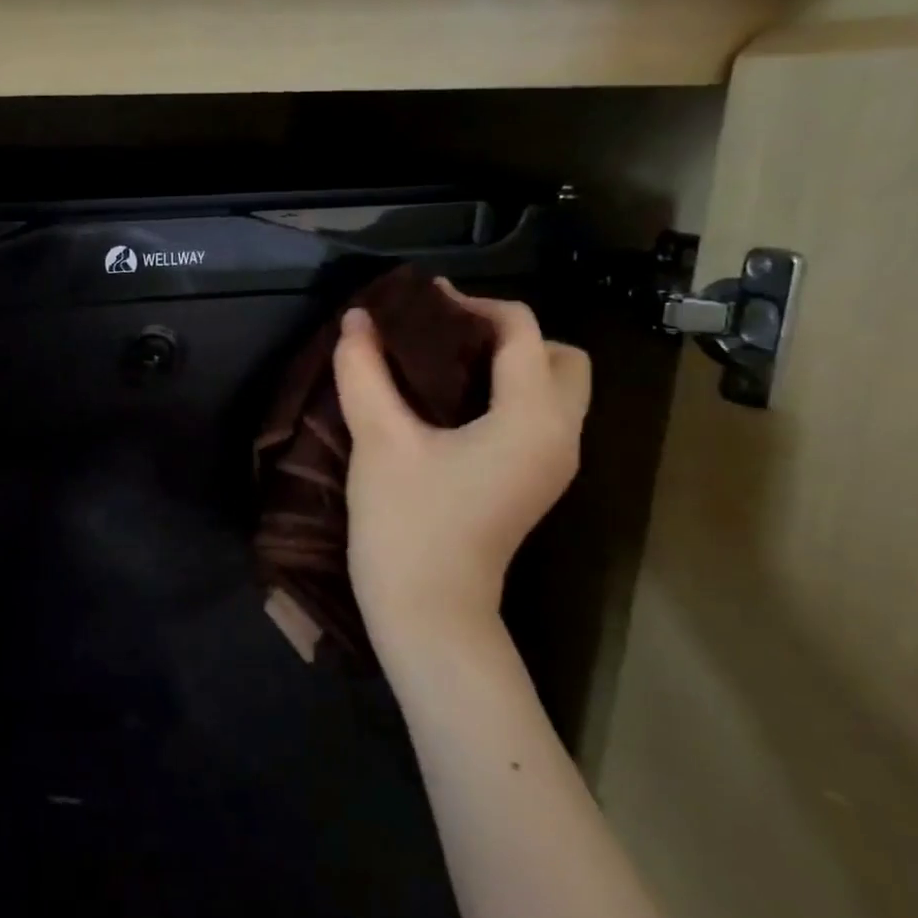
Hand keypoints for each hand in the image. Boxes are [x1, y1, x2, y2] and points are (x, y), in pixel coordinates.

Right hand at [333, 287, 589, 672]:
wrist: (429, 612)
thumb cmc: (407, 523)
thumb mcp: (379, 439)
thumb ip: (364, 370)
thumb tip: (356, 320)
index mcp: (532, 418)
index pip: (522, 331)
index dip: (472, 305)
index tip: (419, 305)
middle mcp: (560, 435)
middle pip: (560, 356)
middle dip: (509, 335)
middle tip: (446, 337)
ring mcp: (553, 464)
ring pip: (555, 389)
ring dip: (511, 364)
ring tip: (444, 364)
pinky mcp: (535, 483)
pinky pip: (538, 417)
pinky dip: (508, 395)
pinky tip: (451, 405)